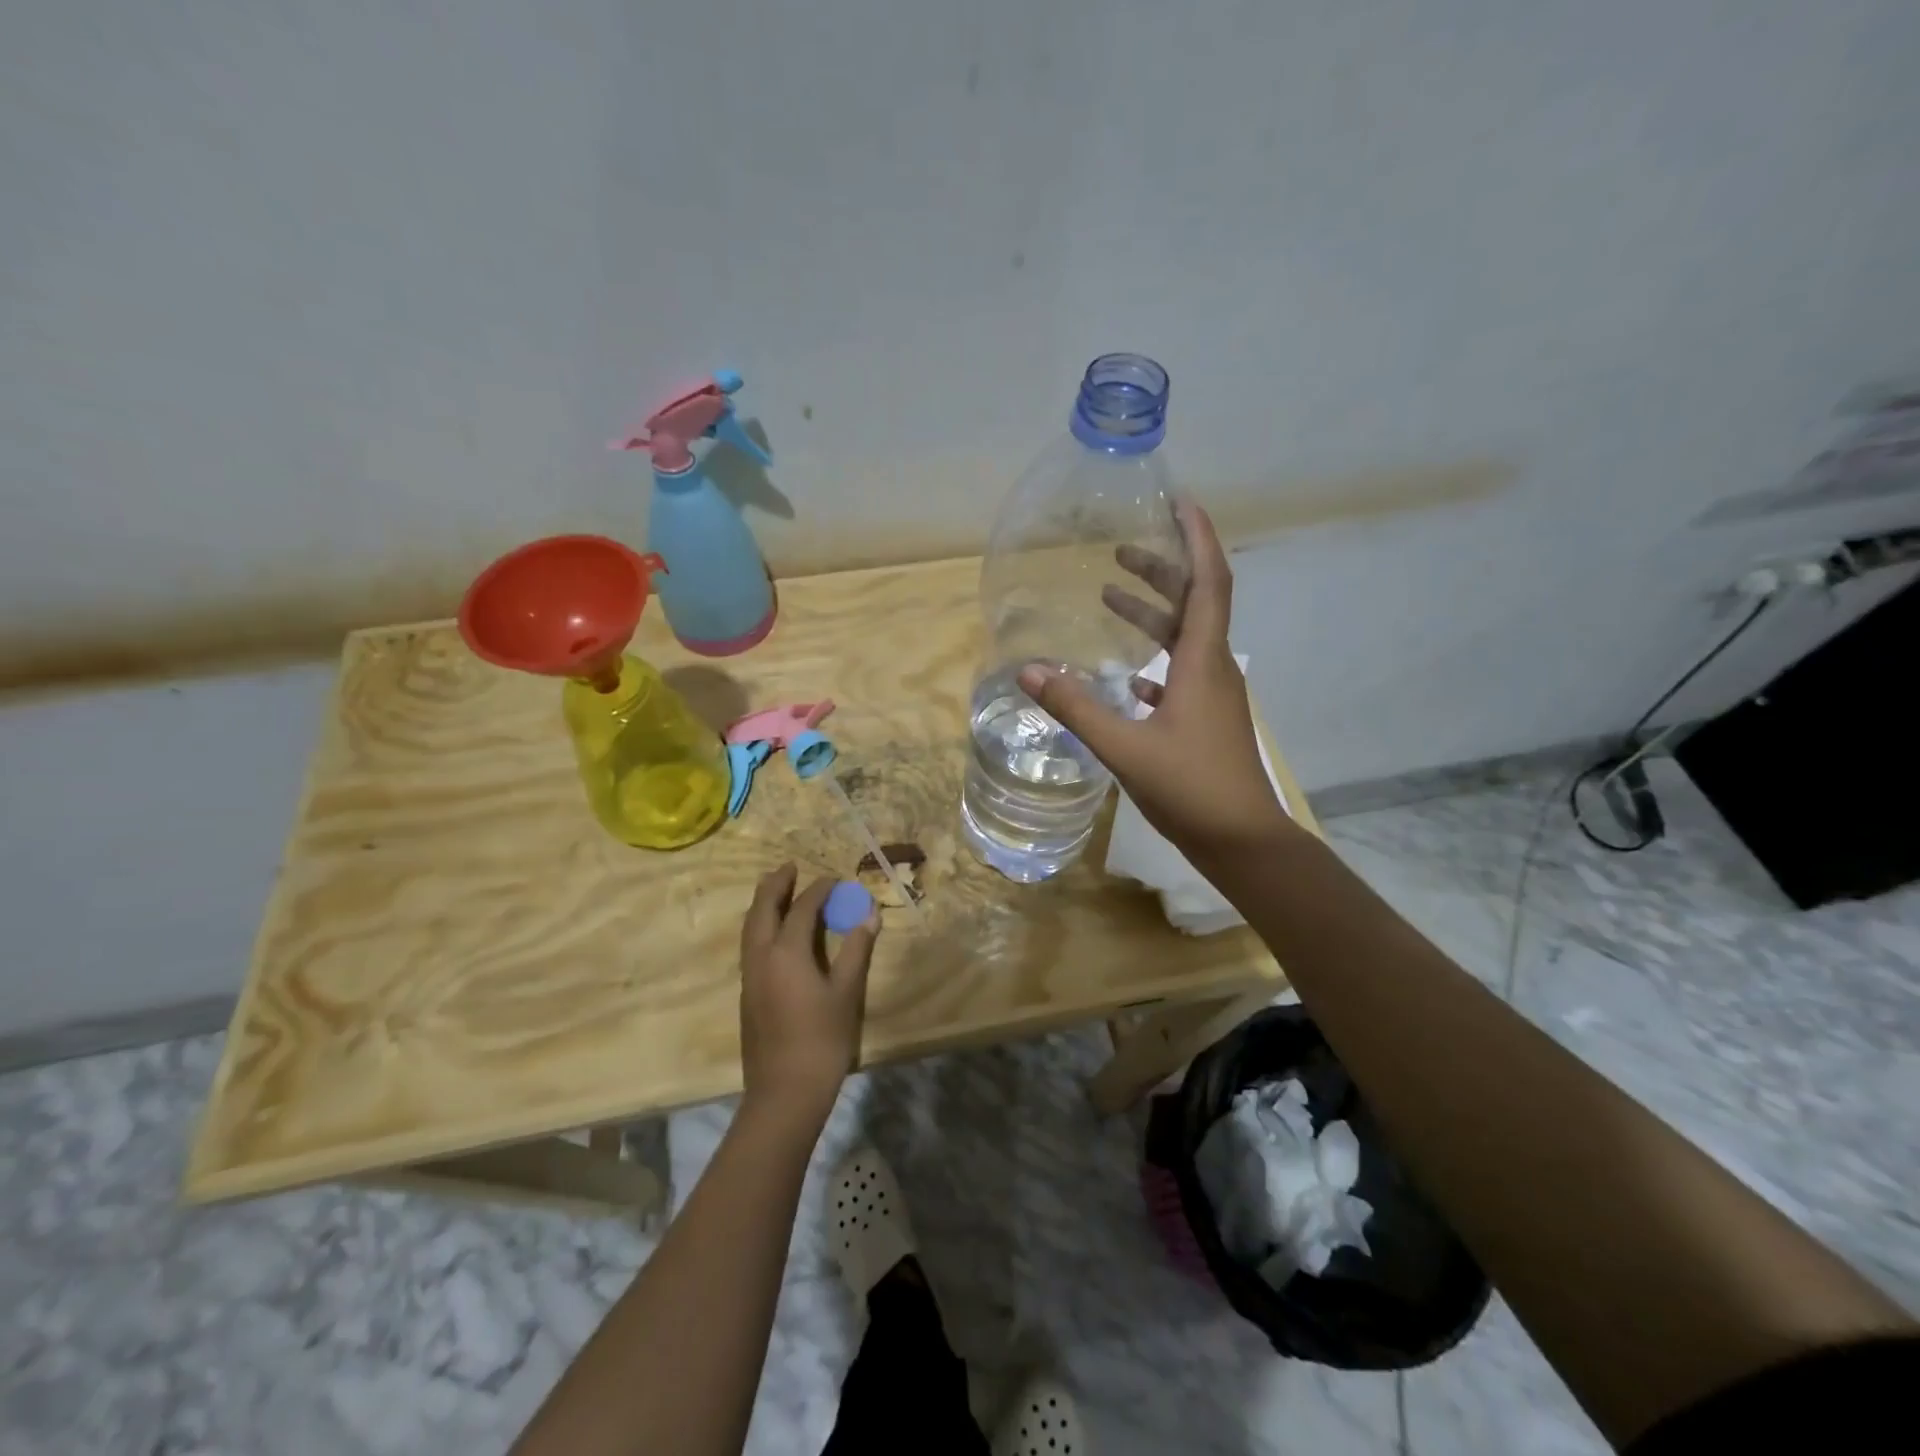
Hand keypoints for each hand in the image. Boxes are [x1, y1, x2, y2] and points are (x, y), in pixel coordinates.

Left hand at [738, 864, 878, 1123]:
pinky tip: (773, 932)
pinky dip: (760, 925)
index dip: (819, 890)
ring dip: (762, 903)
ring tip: (776, 889)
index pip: (802, 908)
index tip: (835, 879)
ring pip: (750, 927)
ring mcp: (749, 976)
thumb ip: (857, 949)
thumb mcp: (846, 992)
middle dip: (775, 885)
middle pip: (762, 909)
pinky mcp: (746, 994)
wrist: (784, 1092)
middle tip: (789, 866)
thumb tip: (870, 914)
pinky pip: (750, 945)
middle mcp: (761, 957)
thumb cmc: (822, 1040)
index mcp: (786, 952)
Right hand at [1016, 499, 1292, 863]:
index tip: (1179, 502)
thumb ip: (1075, 707)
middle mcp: (1214, 667)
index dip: (1197, 537)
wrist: (1242, 841)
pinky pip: (1181, 673)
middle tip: (1121, 552)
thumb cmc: (1190, 788)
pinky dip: (1155, 659)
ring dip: (1153, 613)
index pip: (1209, 581)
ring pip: (1185, 638)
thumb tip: (1026, 670)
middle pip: (1195, 602)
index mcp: (1203, 660)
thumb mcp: (1124, 747)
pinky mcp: (1207, 719)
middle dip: (1162, 570)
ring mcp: (1213, 694)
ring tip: (1111, 597)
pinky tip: (1127, 673)